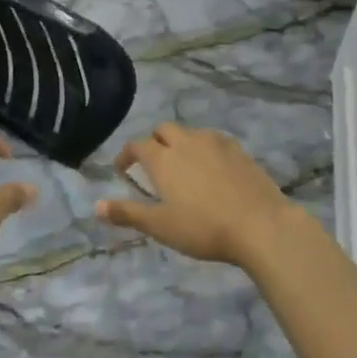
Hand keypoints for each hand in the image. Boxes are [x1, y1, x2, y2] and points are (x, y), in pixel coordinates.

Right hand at [96, 124, 295, 265]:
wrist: (260, 224)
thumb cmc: (203, 228)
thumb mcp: (160, 226)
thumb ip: (128, 213)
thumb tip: (97, 206)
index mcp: (164, 158)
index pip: (138, 145)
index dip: (126, 154)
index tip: (122, 169)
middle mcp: (187, 141)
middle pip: (164, 129)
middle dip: (154, 142)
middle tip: (153, 165)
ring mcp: (216, 142)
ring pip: (191, 133)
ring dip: (181, 143)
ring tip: (183, 167)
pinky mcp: (239, 150)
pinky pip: (214, 141)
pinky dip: (205, 149)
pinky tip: (212, 170)